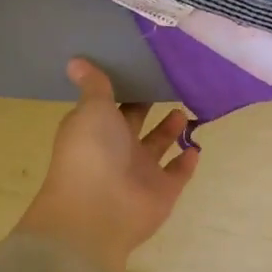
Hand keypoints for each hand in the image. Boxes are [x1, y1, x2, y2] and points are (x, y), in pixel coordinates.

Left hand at [17, 60, 199, 271]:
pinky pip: (177, 173)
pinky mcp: (162, 192)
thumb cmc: (91, 152)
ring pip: (157, 146)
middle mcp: (116, 149)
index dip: (124, 87)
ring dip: (170, 130)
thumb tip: (75, 59)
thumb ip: (94, 85)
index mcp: (95, 129)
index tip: (142, 66)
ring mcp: (140, 173)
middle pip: (135, 123)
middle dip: (149, 105)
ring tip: (184, 106)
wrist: (98, 212)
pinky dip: (186, 161)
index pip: (110, 105)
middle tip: (171, 81)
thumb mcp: (92, 109)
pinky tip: (196, 145)